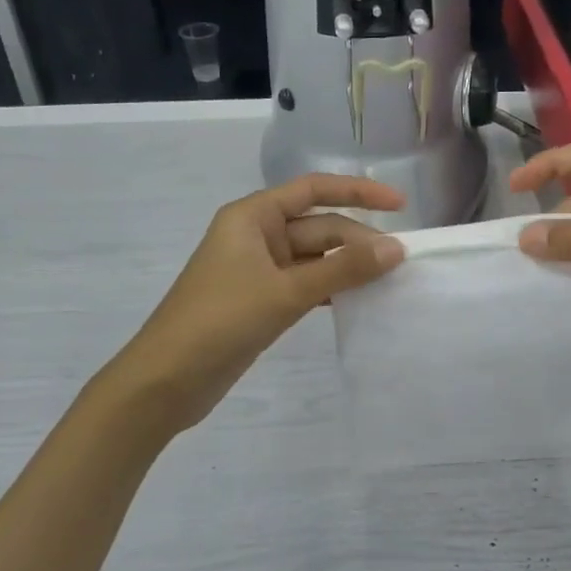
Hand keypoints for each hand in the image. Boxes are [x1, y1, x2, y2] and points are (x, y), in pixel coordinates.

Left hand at [112, 174, 406, 433]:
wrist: (167, 380)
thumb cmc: (221, 321)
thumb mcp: (286, 291)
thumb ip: (343, 268)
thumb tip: (396, 249)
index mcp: (252, 217)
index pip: (313, 190)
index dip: (358, 192)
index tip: (400, 205)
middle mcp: (256, 236)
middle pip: (318, 227)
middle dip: (358, 241)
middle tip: (402, 262)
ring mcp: (258, 271)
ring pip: (315, 259)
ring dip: (348, 267)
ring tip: (390, 280)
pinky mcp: (261, 302)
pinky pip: (306, 285)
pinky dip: (331, 289)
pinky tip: (359, 301)